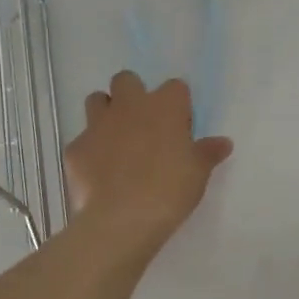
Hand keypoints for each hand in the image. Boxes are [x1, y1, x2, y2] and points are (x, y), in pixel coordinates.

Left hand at [64, 71, 232, 243]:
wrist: (121, 219)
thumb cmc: (169, 190)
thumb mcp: (198, 173)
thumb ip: (208, 153)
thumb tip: (223, 142)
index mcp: (165, 106)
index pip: (175, 87)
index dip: (177, 105)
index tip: (180, 127)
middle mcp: (129, 106)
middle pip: (127, 80)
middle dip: (132, 94)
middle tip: (143, 125)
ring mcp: (98, 124)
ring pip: (96, 100)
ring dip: (105, 113)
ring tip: (116, 140)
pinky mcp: (75, 148)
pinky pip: (82, 140)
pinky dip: (89, 151)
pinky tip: (98, 173)